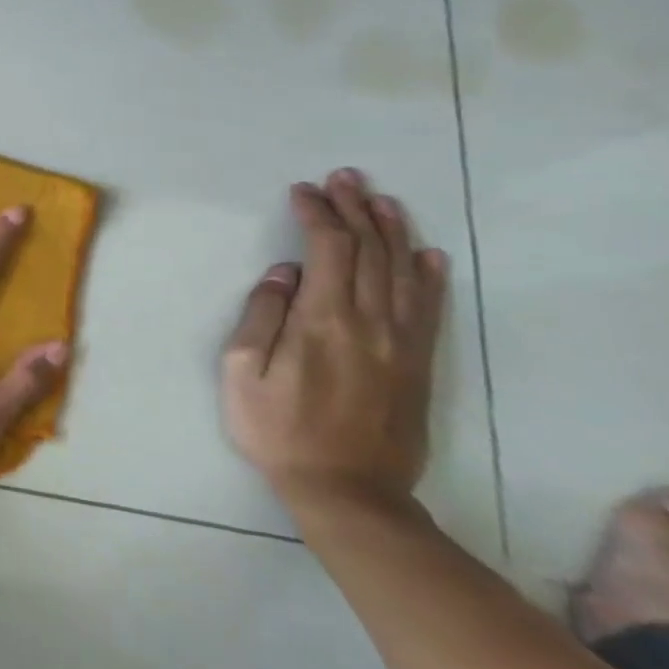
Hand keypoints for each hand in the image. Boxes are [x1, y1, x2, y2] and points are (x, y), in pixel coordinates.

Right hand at [221, 168, 449, 518]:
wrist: (346, 490)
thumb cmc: (277, 429)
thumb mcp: (241, 372)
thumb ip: (261, 316)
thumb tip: (283, 273)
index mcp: (322, 320)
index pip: (327, 249)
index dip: (316, 213)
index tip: (301, 191)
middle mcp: (370, 322)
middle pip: (369, 251)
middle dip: (354, 208)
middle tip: (343, 178)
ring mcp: (400, 343)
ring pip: (402, 272)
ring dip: (392, 230)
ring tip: (380, 199)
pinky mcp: (417, 364)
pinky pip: (428, 309)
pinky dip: (427, 276)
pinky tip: (426, 254)